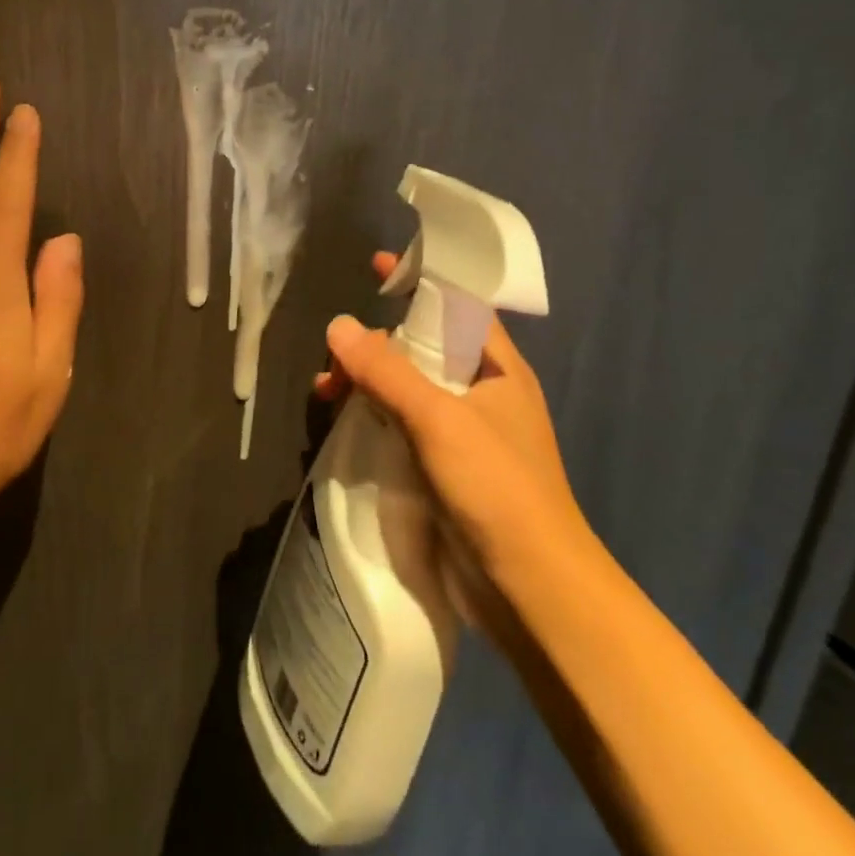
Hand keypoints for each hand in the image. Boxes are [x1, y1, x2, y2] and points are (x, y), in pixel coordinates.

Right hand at [314, 253, 588, 591]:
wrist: (530, 588)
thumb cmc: (497, 487)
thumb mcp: (439, 419)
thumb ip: (387, 371)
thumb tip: (338, 325)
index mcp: (498, 370)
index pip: (458, 307)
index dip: (422, 282)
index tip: (380, 267)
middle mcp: (481, 395)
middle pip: (422, 349)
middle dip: (376, 344)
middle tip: (334, 353)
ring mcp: (461, 435)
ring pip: (405, 391)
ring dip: (365, 384)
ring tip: (324, 394)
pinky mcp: (441, 471)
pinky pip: (399, 428)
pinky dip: (370, 420)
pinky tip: (340, 428)